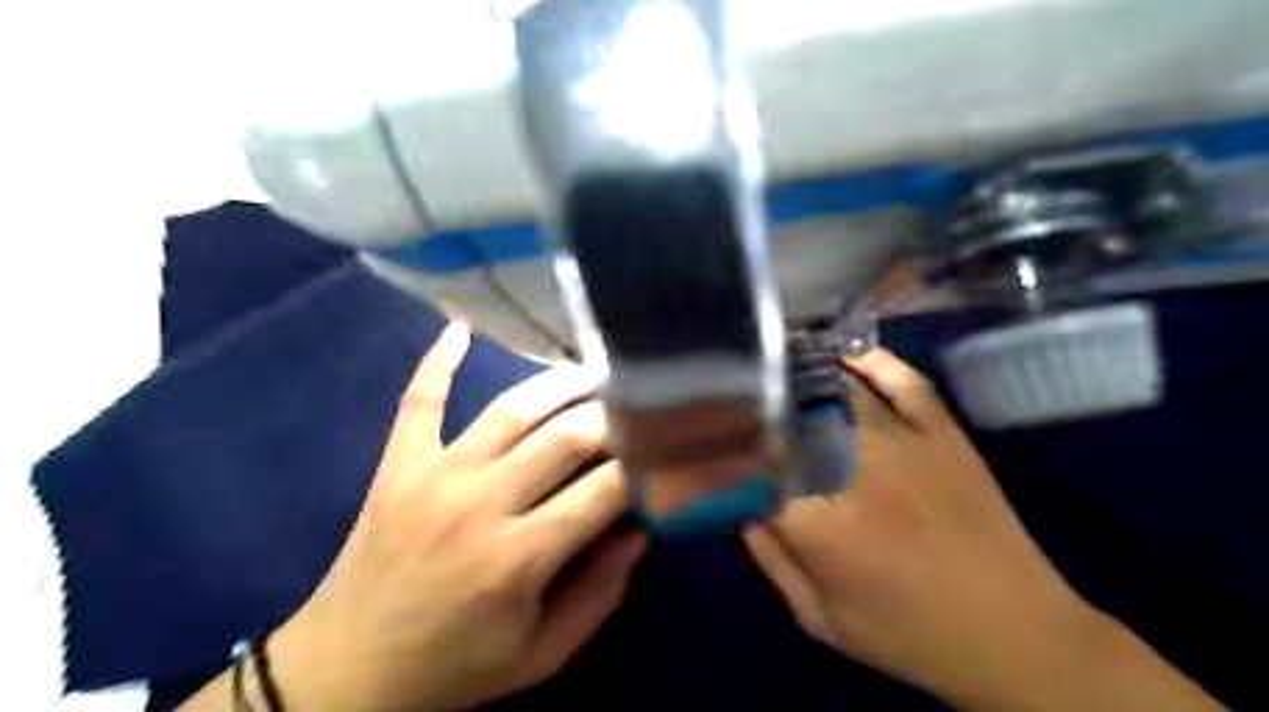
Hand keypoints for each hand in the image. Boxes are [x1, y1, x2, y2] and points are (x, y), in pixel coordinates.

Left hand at [268, 326, 643, 710]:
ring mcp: (434, 475)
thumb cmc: (453, 668)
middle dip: (611, 417)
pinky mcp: (399, 464)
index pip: (603, 492)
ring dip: (557, 385)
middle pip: (564, 438)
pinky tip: (460, 328)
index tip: (663, 452)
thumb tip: (639, 530)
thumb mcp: (540, 655)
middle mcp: (480, 504)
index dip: (642, 467)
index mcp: (518, 558)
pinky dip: (438, 362)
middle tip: (636, 406)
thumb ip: (599, 595)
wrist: (346, 672)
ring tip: (591, 372)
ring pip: (510, 410)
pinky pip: (420, 400)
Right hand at [746, 349, 1219, 710]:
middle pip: (790, 415)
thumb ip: (769, 556)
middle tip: (735, 395)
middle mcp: (854, 468)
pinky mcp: (943, 433)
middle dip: (757, 402)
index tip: (709, 440)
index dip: (725, 447)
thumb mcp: (820, 617)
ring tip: (775, 360)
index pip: (753, 464)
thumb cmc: (907, 634)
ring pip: (839, 389)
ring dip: (802, 373)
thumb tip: (739, 502)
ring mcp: (904, 442)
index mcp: (819, 522)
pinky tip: (843, 351)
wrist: (1015, 636)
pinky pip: (904, 381)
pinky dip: (873, 360)